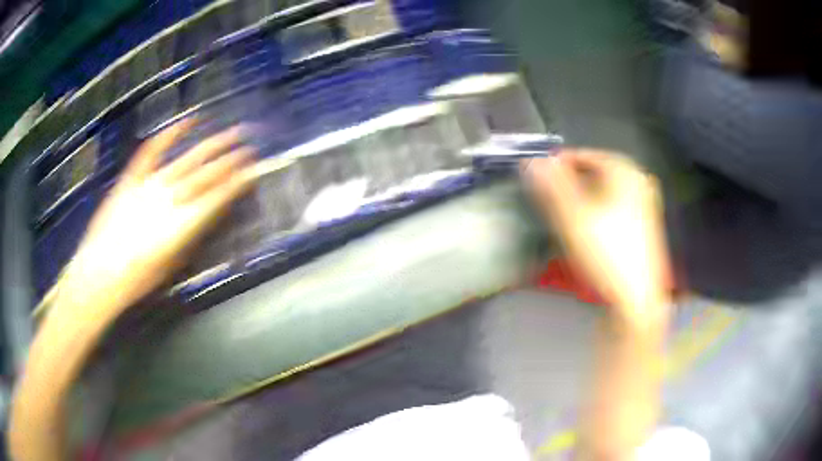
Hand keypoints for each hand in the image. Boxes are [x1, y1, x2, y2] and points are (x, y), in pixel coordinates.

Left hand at [57, 120, 256, 312]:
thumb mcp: (171, 265)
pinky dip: (171, 134)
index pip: (218, 198)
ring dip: (213, 146)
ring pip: (188, 160)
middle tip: (250, 147)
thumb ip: (190, 237)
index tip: (253, 171)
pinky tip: (188, 120)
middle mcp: (171, 199)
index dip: (238, 182)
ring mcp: (151, 184)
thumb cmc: (137, 279)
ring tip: (232, 134)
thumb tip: (204, 217)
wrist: (99, 274)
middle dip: (232, 160)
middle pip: (207, 174)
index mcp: (183, 225)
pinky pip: (154, 150)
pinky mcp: (133, 177)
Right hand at [524, 149, 671, 323]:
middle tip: (550, 194)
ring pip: (605, 190)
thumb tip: (532, 161)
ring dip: (583, 195)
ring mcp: (645, 203)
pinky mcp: (645, 224)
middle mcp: (639, 180)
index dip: (559, 164)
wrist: (636, 300)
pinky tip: (589, 226)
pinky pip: (615, 205)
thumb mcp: (573, 217)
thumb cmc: (606, 254)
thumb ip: (552, 185)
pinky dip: (598, 209)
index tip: (539, 177)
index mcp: (625, 171)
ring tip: (565, 210)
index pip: (584, 155)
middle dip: (571, 180)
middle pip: (596, 172)